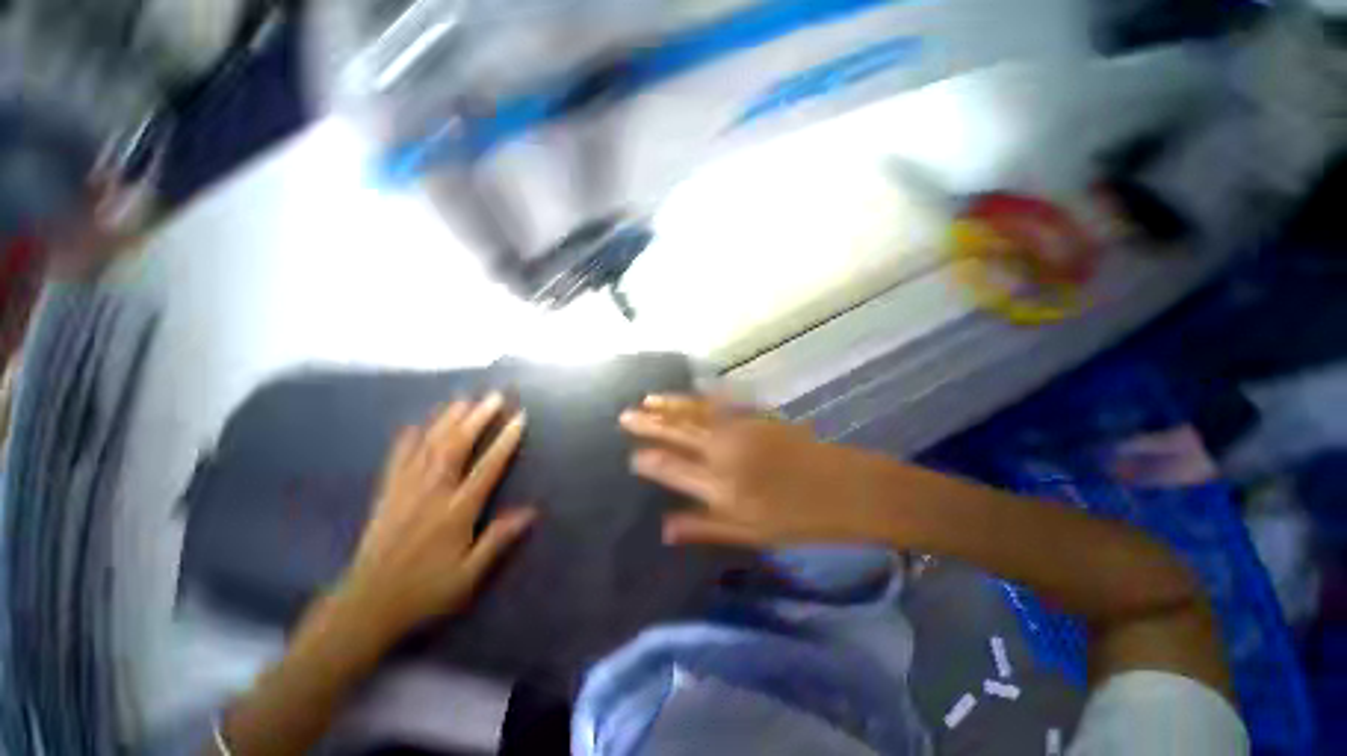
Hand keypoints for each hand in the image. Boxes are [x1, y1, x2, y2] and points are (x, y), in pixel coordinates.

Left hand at [336, 394, 536, 639]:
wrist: (366, 607)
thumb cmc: (425, 593)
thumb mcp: (468, 576)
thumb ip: (498, 540)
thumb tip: (531, 511)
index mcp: (456, 512)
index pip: (487, 468)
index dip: (505, 441)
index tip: (519, 418)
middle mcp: (432, 494)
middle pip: (456, 447)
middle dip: (477, 418)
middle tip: (493, 396)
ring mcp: (405, 492)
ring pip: (429, 446)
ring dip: (447, 420)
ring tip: (462, 399)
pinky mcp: (386, 496)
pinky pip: (396, 461)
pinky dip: (406, 441)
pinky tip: (414, 425)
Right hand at [620, 395, 894, 547]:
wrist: (849, 489)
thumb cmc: (800, 519)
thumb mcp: (750, 533)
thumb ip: (705, 527)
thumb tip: (664, 527)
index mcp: (720, 486)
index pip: (673, 469)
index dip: (650, 461)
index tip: (632, 455)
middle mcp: (724, 452)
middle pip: (679, 434)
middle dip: (650, 424)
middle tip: (626, 415)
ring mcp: (741, 430)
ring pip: (696, 413)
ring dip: (670, 405)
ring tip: (648, 399)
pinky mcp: (757, 417)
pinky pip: (721, 403)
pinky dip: (702, 396)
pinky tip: (691, 391)